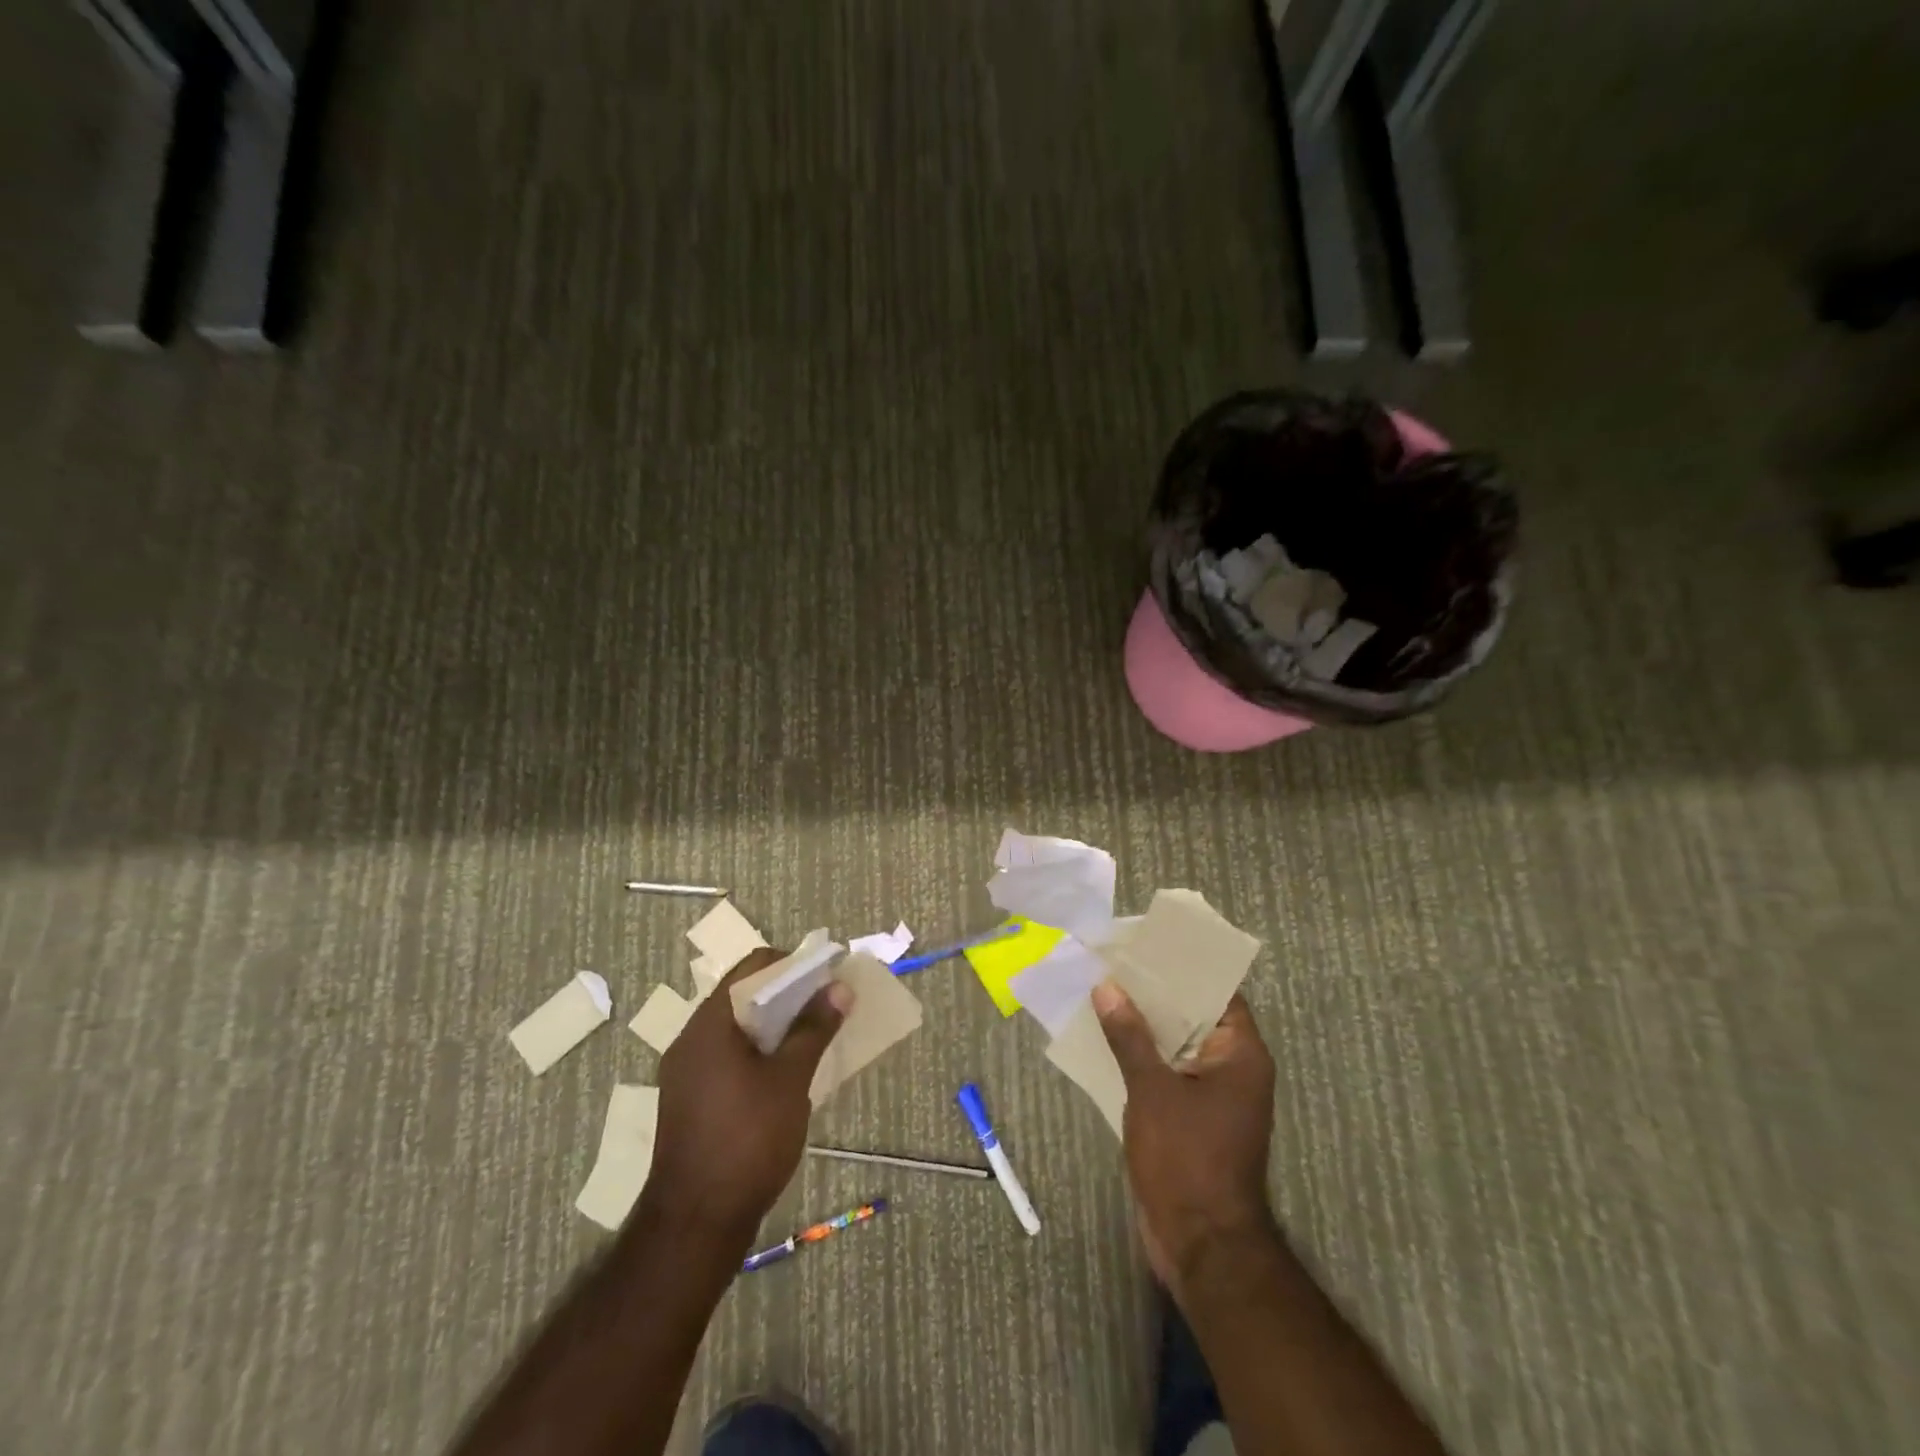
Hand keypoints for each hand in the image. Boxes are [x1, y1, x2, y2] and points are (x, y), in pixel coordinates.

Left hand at [645, 948, 851, 1240]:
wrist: (695, 1225)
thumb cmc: (747, 1140)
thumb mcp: (790, 1079)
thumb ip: (813, 1028)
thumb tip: (839, 987)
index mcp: (709, 1024)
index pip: (751, 967)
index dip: (791, 963)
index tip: (825, 976)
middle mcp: (690, 1039)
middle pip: (742, 996)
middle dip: (787, 996)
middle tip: (825, 1006)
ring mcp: (686, 1072)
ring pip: (736, 1029)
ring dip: (774, 1026)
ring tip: (812, 1037)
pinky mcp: (690, 1100)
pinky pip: (727, 1057)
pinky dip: (757, 1053)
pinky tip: (785, 1074)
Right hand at [1093, 984, 1278, 1299]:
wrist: (1200, 1246)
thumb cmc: (1187, 1159)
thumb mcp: (1153, 1090)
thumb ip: (1130, 1036)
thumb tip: (1107, 987)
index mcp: (1240, 1054)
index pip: (1218, 992)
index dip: (1183, 967)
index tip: (1147, 945)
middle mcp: (1232, 1068)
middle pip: (1193, 1015)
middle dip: (1154, 993)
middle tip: (1114, 962)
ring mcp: (1212, 1095)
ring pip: (1175, 1045)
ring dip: (1142, 1025)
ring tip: (1102, 991)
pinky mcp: (1191, 1118)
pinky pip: (1166, 1072)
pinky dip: (1140, 1056)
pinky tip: (1104, 1039)